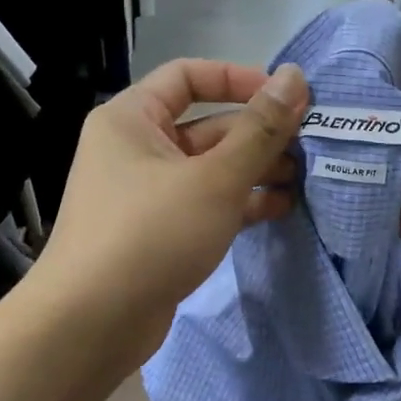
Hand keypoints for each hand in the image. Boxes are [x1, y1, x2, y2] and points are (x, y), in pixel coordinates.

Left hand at [33, 59, 309, 366]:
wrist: (92, 324)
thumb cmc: (151, 234)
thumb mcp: (215, 178)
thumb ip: (260, 129)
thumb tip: (295, 76)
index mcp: (132, 118)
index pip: (188, 76)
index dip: (239, 79)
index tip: (286, 97)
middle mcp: (135, 149)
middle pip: (206, 126)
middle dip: (257, 135)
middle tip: (309, 146)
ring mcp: (146, 194)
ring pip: (209, 169)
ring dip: (254, 171)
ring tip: (302, 180)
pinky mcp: (158, 233)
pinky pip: (204, 204)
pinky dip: (238, 203)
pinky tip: (279, 209)